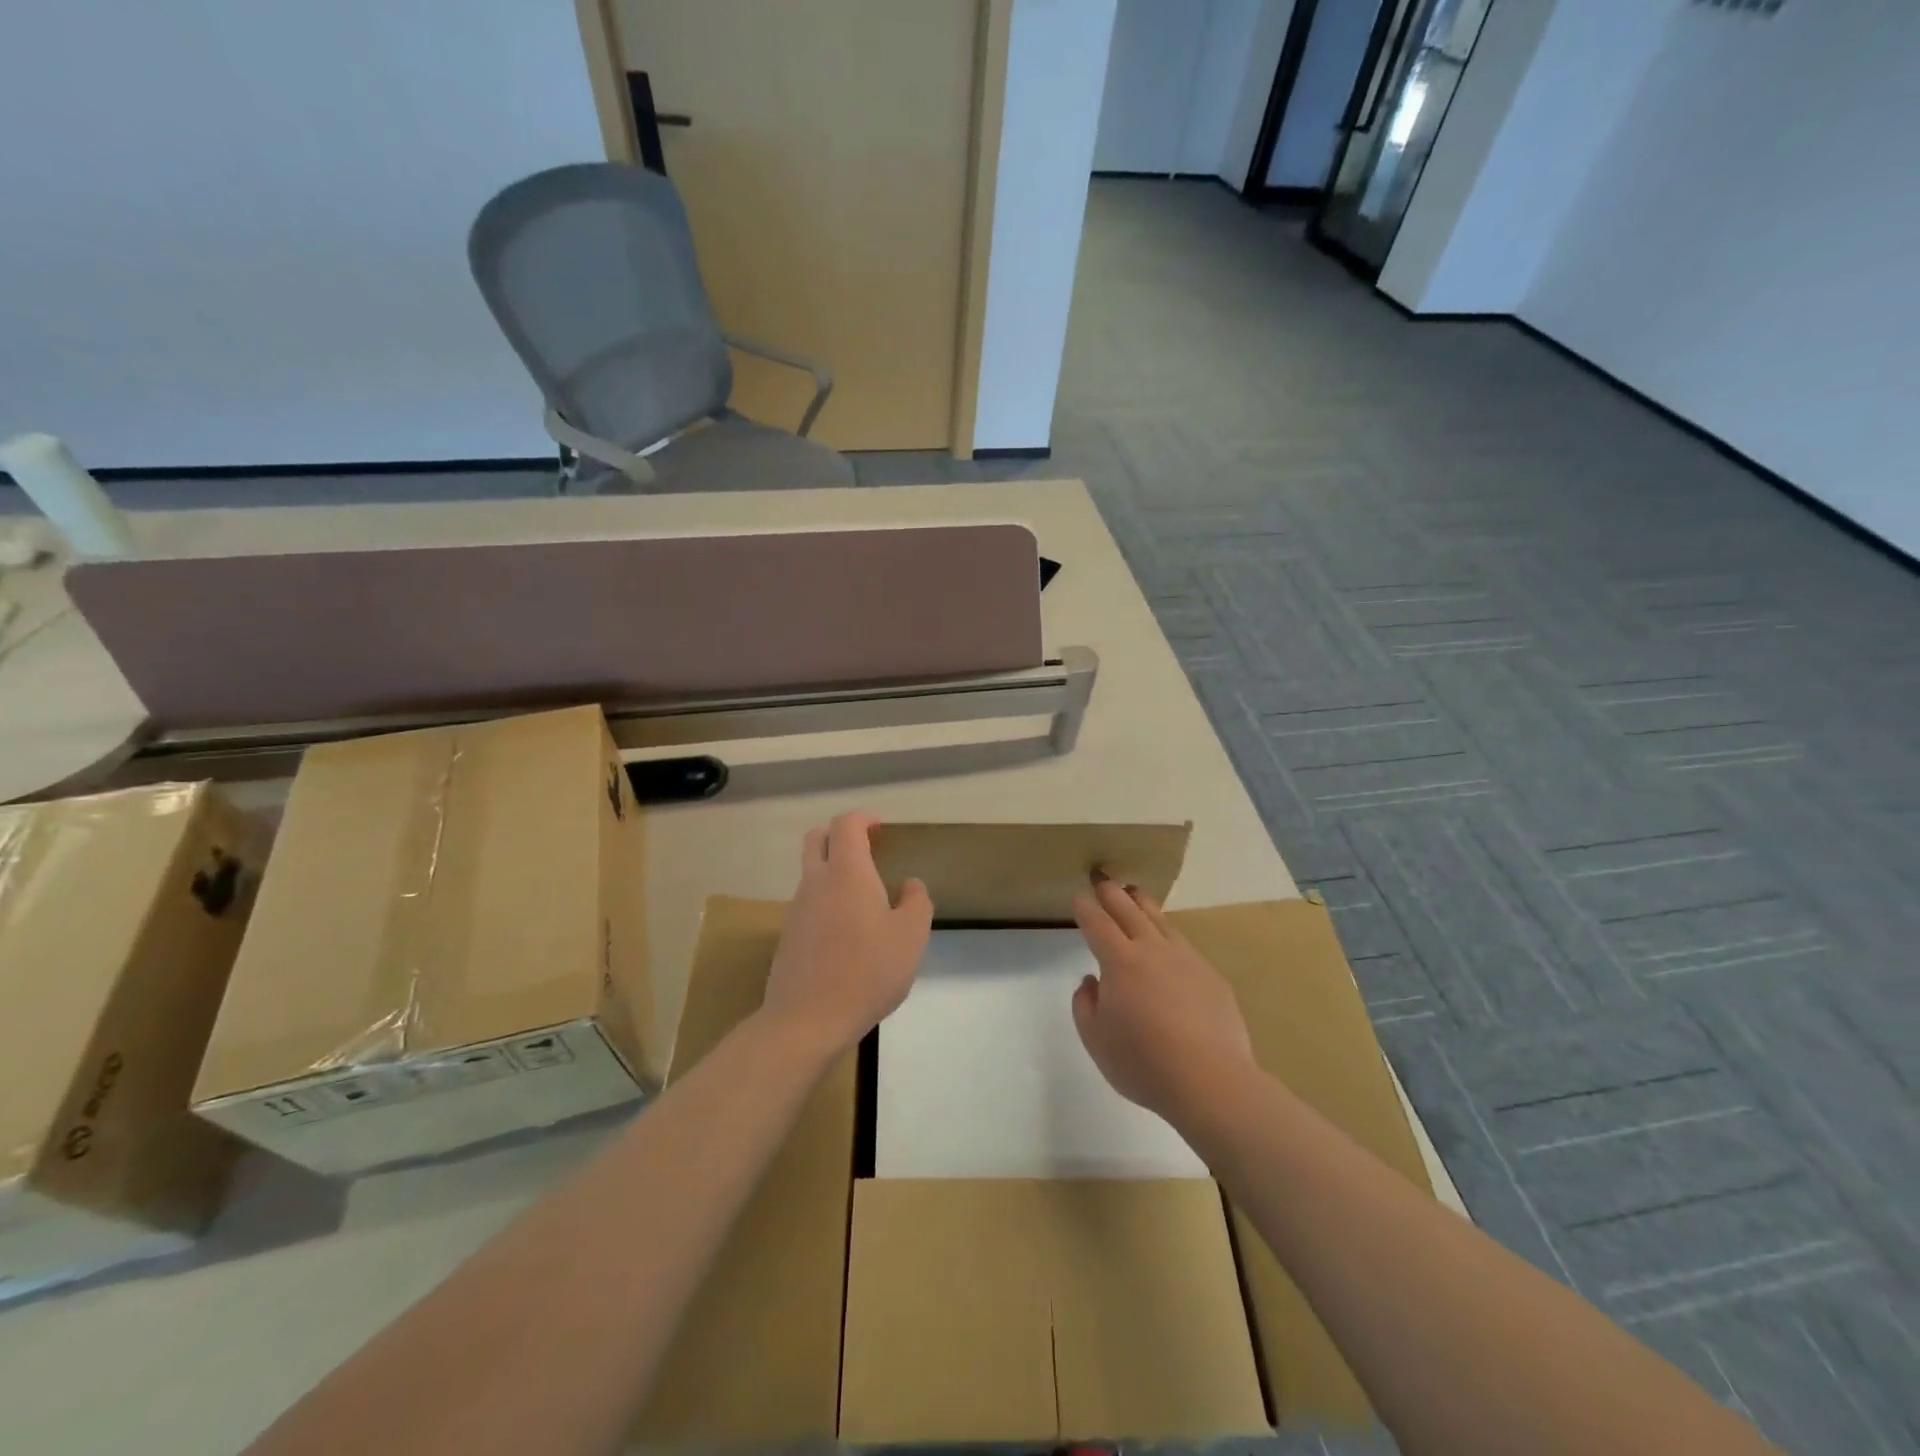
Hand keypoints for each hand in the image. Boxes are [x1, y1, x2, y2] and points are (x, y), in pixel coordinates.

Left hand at [760, 812, 933, 1057]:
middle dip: (840, 836)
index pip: (846, 824)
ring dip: (834, 873)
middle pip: (817, 839)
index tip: (881, 829)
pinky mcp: (788, 937)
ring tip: (865, 903)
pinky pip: (808, 905)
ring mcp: (797, 909)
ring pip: (812, 874)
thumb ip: (916, 902)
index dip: (864, 819)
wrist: (807, 1020)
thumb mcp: (911, 937)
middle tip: (867, 852)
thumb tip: (910, 885)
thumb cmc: (867, 972)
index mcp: (847, 872)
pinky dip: (826, 904)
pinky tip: (848, 936)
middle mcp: (816, 882)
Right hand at [1070, 875, 1256, 1126]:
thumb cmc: (1143, 1063)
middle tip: (1102, 878)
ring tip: (1135, 893)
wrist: (1211, 1081)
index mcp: (1120, 961)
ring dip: (1143, 903)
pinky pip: (1183, 945)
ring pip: (1160, 920)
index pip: (1097, 923)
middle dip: (1111, 892)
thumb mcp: (1096, 1040)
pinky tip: (1168, 943)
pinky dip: (1168, 935)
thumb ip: (1085, 1005)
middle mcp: (1153, 950)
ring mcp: (1186, 959)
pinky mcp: (1211, 976)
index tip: (1079, 897)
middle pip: (1128, 910)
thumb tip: (1091, 982)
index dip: (1085, 907)